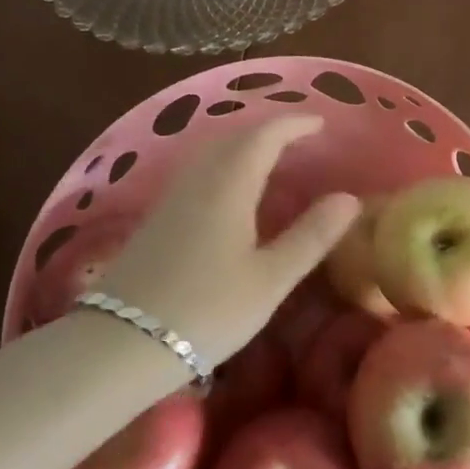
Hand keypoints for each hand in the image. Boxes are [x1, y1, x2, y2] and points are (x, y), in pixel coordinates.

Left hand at [93, 116, 359, 367]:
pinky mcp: (156, 217)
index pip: (265, 135)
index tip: (321, 124)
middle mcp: (199, 179)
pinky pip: (197, 170)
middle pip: (234, 136)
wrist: (120, 344)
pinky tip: (229, 190)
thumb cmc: (206, 310)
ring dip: (243, 143)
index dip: (294, 124)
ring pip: (211, 151)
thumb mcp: (270, 279)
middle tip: (299, 138)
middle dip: (268, 129)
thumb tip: (349, 198)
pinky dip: (223, 162)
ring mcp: (172, 196)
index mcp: (229, 184)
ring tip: (269, 157)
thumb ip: (311, 236)